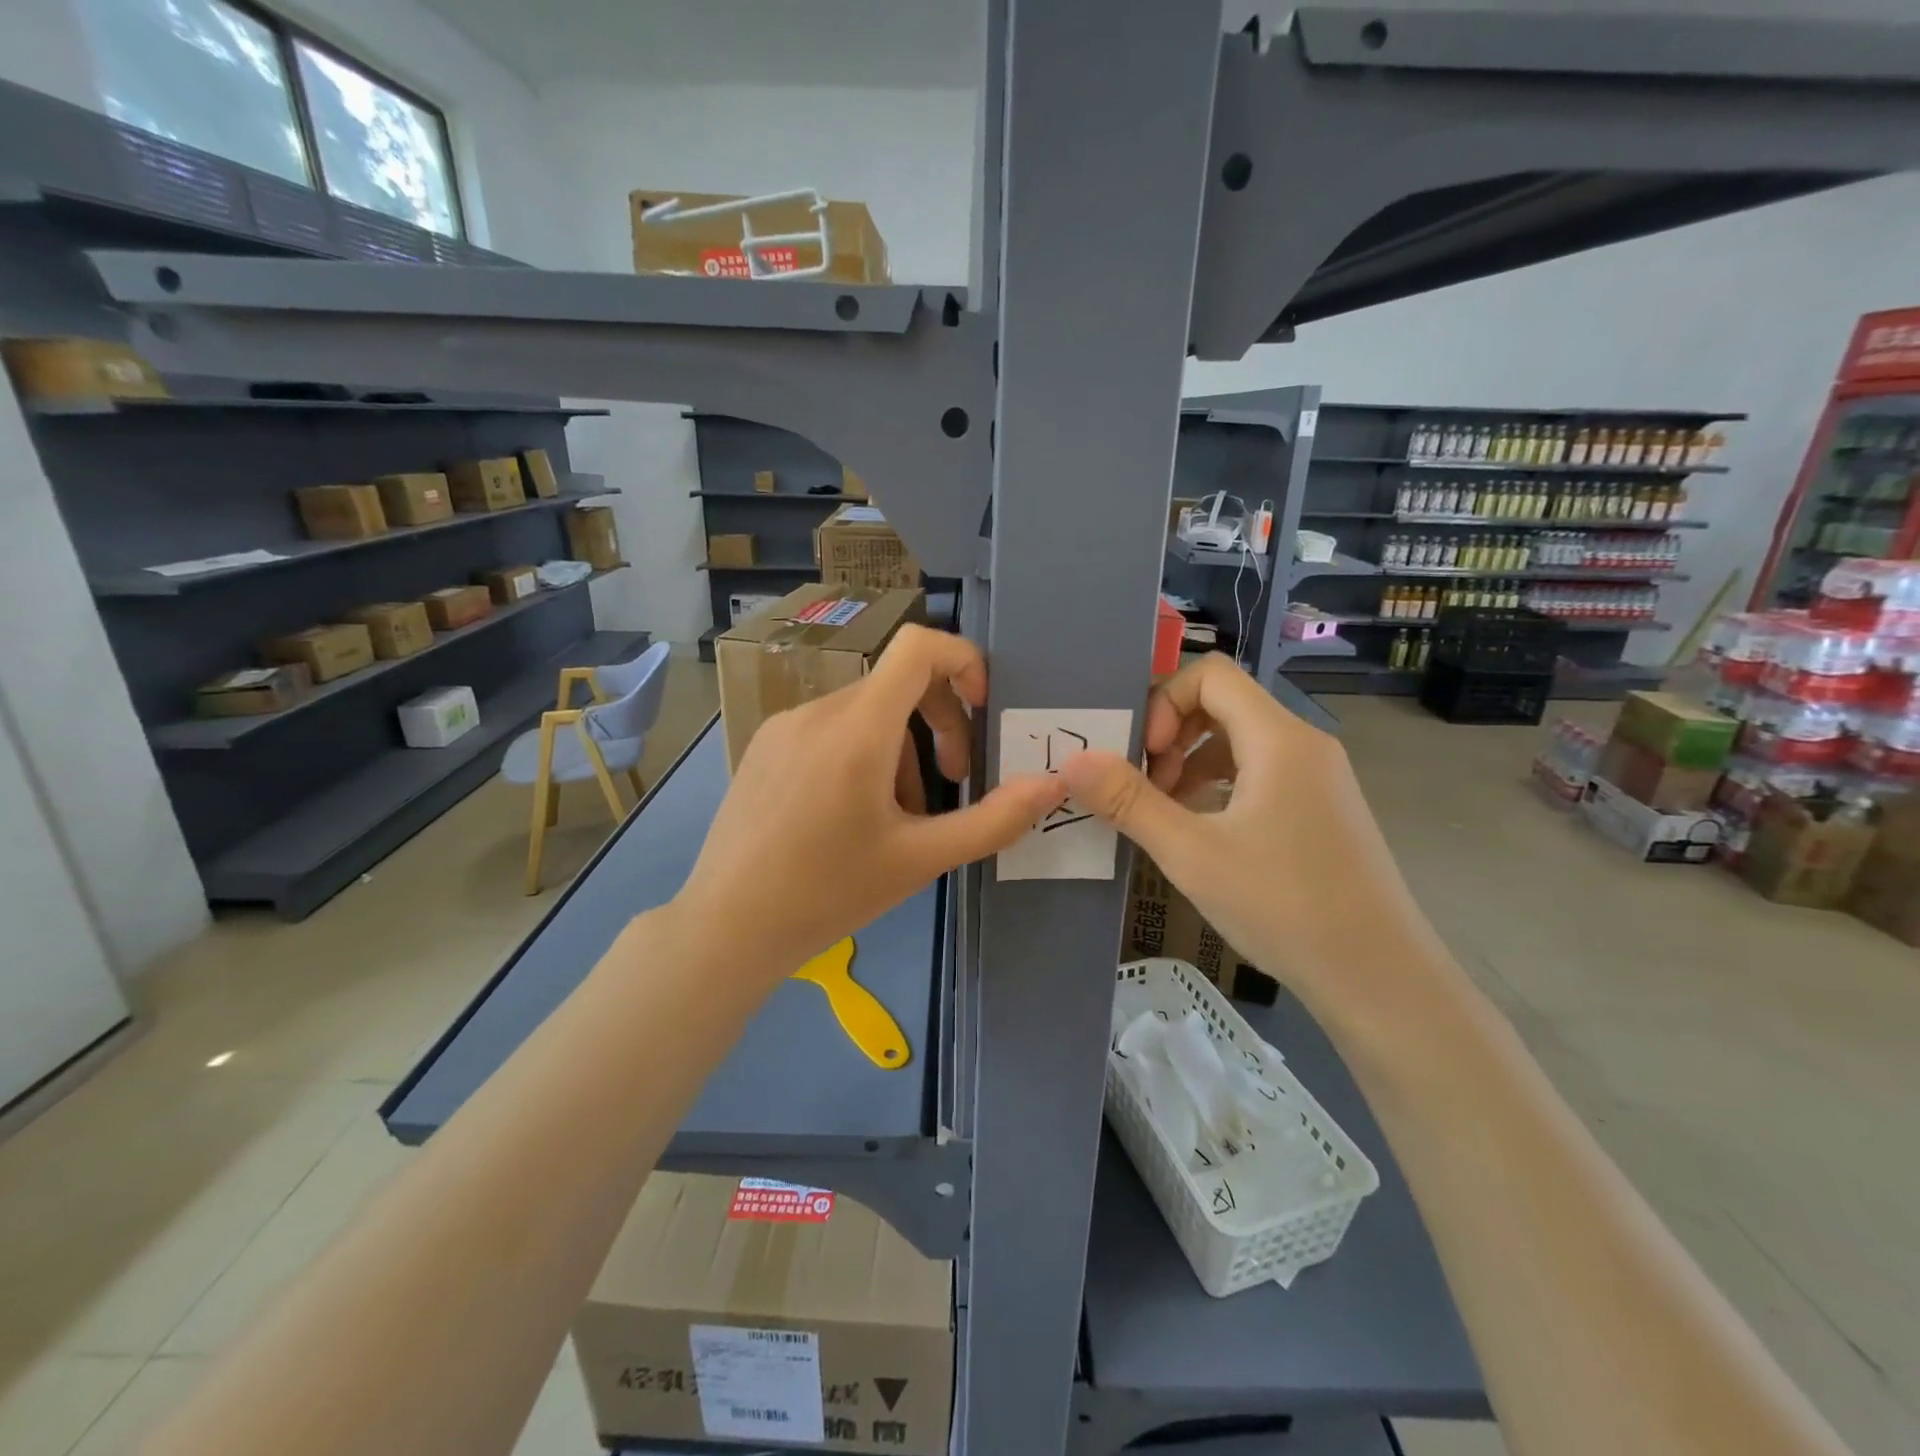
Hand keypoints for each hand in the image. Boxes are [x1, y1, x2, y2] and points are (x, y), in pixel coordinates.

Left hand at [674, 625, 1067, 983]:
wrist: (726, 928)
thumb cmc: (828, 894)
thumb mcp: (921, 860)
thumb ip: (994, 820)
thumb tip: (1052, 785)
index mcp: (858, 729)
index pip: (918, 646)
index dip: (963, 660)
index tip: (983, 706)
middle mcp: (818, 711)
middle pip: (898, 685)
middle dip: (942, 725)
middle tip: (957, 783)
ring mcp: (784, 726)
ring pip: (867, 714)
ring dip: (902, 753)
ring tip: (901, 820)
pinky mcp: (764, 747)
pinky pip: (831, 731)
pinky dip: (862, 756)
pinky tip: (853, 817)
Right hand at [1060, 654, 1442, 1028]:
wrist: (1379, 977)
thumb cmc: (1283, 906)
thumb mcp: (1191, 854)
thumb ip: (1129, 802)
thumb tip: (1072, 761)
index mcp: (1279, 739)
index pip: (1211, 675)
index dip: (1164, 702)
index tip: (1144, 756)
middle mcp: (1304, 745)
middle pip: (1225, 705)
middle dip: (1172, 735)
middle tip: (1145, 787)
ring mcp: (1319, 779)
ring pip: (1242, 742)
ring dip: (1192, 763)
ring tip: (1166, 814)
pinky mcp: (1323, 810)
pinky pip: (1262, 774)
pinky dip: (1221, 787)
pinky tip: (1204, 834)